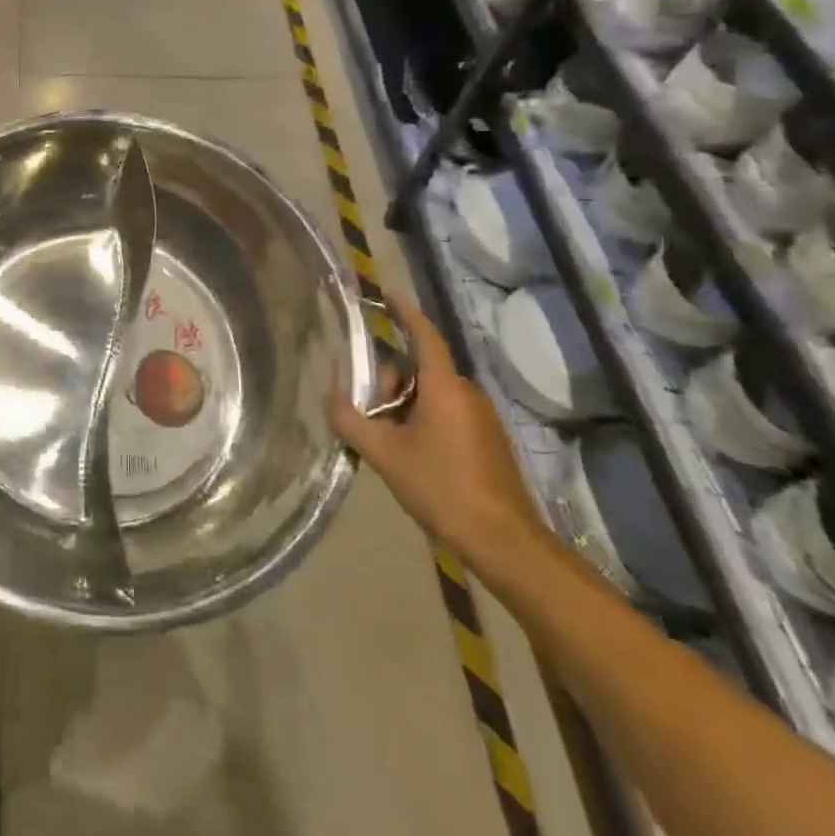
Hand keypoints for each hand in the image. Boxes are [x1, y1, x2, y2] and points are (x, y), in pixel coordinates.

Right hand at [328, 290, 547, 570]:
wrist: (502, 541)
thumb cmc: (441, 488)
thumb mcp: (384, 454)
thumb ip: (350, 420)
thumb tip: (331, 396)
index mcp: (444, 387)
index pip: (424, 335)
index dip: (405, 312)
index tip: (388, 293)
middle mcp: (467, 394)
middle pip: (420, 369)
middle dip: (390, 381)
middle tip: (369, 412)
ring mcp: (483, 418)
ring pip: (432, 394)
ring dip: (404, 405)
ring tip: (387, 441)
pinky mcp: (489, 441)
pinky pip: (448, 413)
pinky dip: (423, 420)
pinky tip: (410, 454)